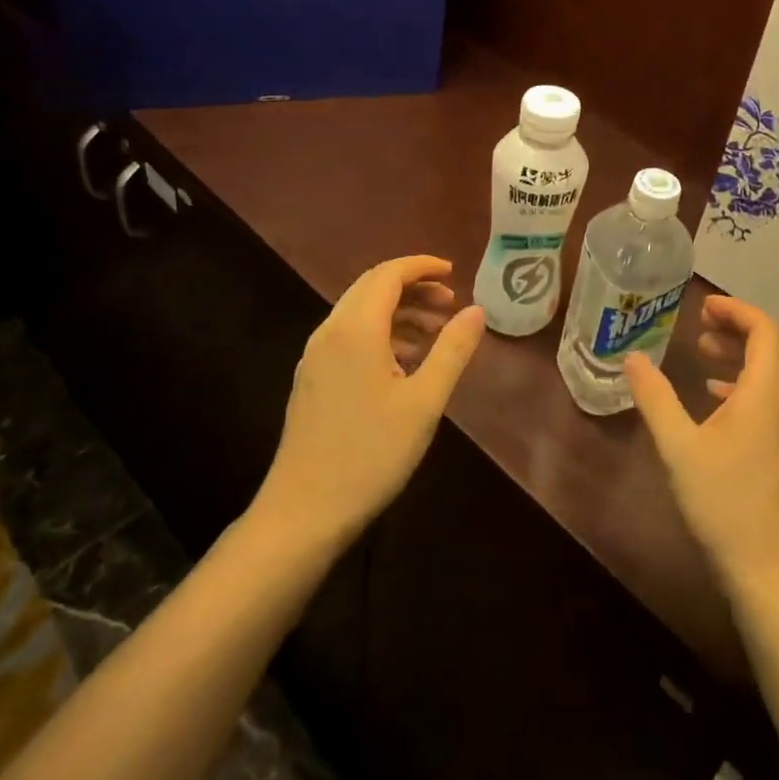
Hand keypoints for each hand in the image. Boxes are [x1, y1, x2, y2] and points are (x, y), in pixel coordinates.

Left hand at [256, 256, 483, 549]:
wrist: (302, 513)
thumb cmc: (370, 454)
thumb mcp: (424, 402)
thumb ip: (452, 350)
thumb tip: (476, 310)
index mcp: (355, 329)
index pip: (388, 274)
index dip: (422, 267)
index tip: (454, 272)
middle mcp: (330, 332)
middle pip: (372, 287)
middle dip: (413, 287)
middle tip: (450, 303)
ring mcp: (315, 356)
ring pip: (360, 312)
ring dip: (398, 312)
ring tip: (436, 334)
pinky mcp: (311, 379)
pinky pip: (349, 336)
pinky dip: (381, 333)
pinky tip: (405, 363)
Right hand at [625, 295, 778, 599]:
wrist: (774, 576)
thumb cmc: (725, 505)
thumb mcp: (678, 448)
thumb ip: (655, 398)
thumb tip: (633, 358)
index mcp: (767, 394)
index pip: (764, 330)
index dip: (736, 310)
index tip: (702, 307)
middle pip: (775, 347)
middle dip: (740, 327)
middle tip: (702, 325)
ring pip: (776, 374)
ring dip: (744, 355)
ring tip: (704, 355)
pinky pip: (775, 399)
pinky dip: (749, 385)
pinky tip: (717, 403)